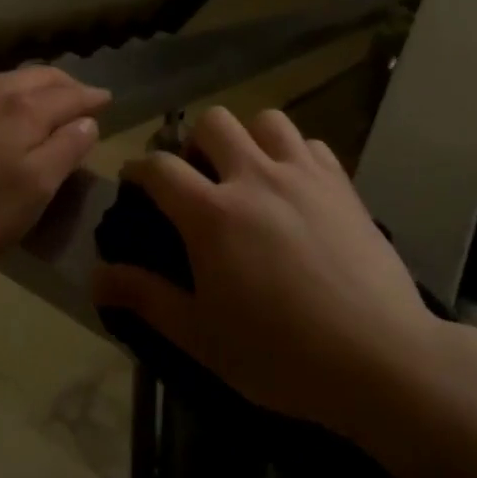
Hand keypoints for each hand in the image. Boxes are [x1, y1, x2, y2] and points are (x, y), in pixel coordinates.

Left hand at [0, 66, 106, 276]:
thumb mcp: (36, 190)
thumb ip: (66, 150)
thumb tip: (87, 121)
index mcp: (25, 111)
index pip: (69, 96)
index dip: (91, 97)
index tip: (107, 100)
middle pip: (37, 77)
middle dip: (63, 83)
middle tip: (79, 94)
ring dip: (24, 82)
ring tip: (34, 93)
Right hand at [92, 106, 476, 456]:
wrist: (381, 358)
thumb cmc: (283, 356)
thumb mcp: (203, 338)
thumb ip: (147, 299)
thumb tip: (95, 276)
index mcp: (213, 213)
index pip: (160, 168)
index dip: (139, 169)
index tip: (135, 181)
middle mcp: (253, 176)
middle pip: (213, 122)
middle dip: (196, 142)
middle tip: (200, 177)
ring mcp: (301, 172)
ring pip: (265, 119)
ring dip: (249, 138)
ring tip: (250, 172)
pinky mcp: (339, 180)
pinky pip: (310, 143)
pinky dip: (295, 154)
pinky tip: (297, 186)